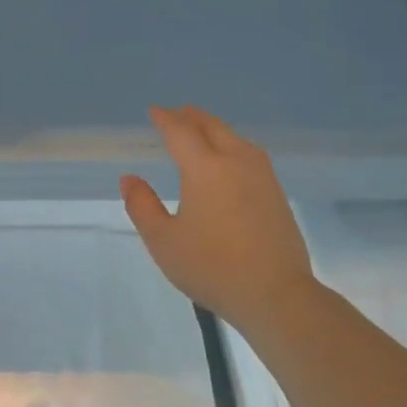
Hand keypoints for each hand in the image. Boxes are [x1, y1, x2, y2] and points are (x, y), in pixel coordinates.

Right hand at [119, 106, 315, 331]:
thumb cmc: (212, 267)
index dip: (166, 119)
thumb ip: (142, 206)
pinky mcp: (277, 192)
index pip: (181, 132)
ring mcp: (262, 175)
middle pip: (213, 127)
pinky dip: (232, 144)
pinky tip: (230, 159)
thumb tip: (129, 179)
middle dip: (192, 117)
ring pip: (235, 138)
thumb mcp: (163, 241)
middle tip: (177, 113)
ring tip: (202, 130)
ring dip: (215, 128)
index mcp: (205, 168)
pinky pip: (250, 153)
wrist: (275, 293)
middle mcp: (236, 161)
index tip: (154, 112)